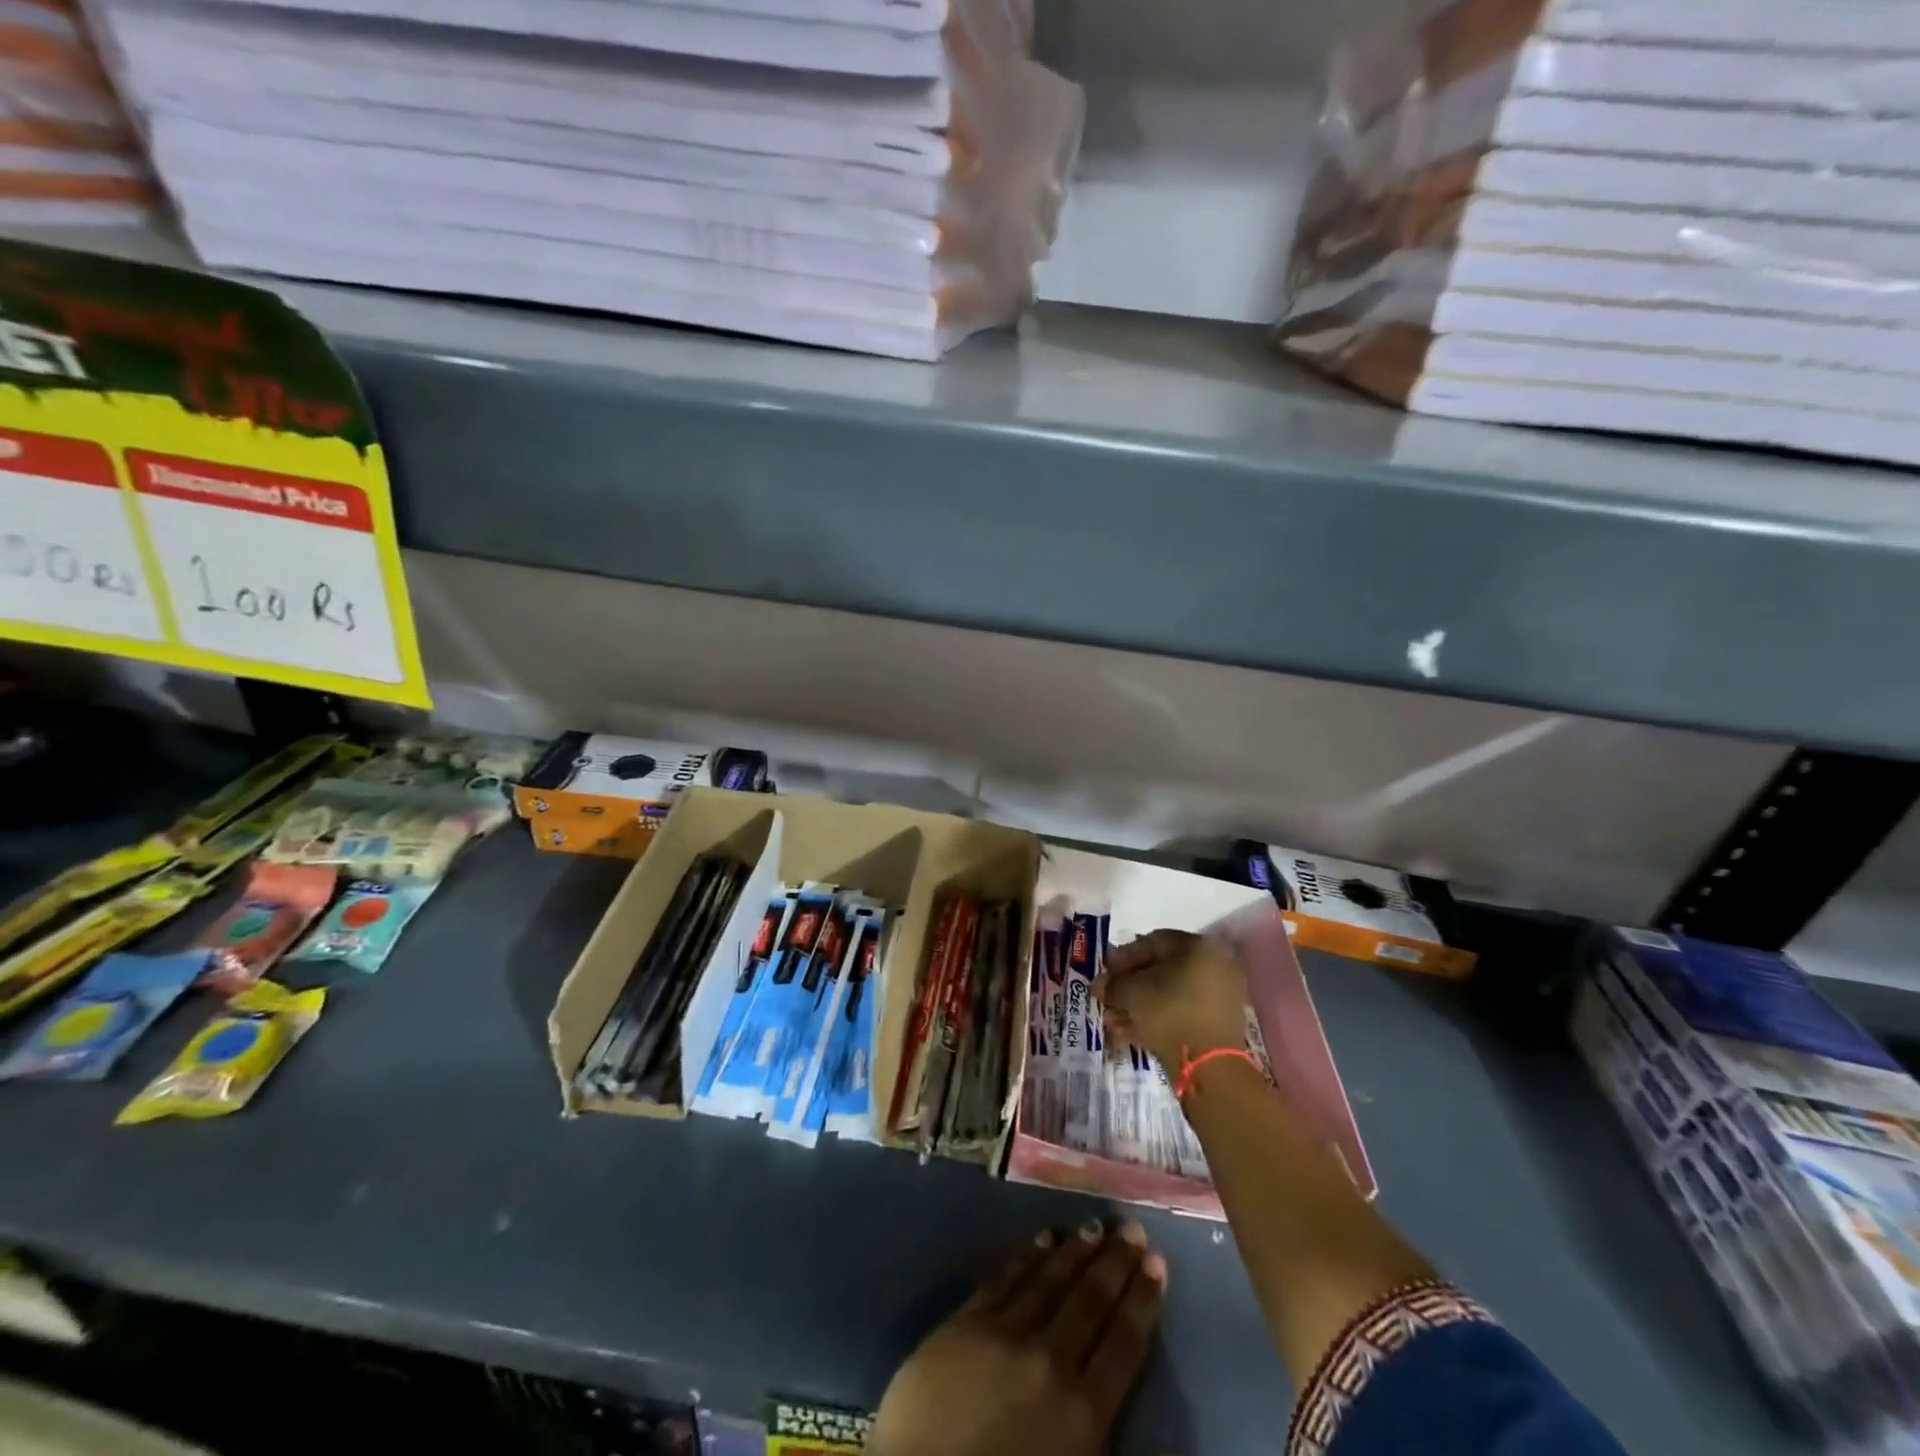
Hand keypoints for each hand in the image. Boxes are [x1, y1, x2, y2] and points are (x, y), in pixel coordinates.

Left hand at [868, 1220, 1166, 1455]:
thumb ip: (1095, 1426)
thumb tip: (1113, 1386)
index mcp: (1082, 1414)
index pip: (1124, 1344)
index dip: (1143, 1301)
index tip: (1157, 1263)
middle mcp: (1050, 1361)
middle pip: (1090, 1301)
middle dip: (1115, 1263)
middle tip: (1131, 1228)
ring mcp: (1004, 1334)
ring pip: (1050, 1281)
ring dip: (1075, 1252)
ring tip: (1095, 1226)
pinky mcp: (965, 1322)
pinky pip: (1005, 1279)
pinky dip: (1028, 1256)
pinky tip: (1042, 1238)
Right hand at [1096, 929, 1248, 1072]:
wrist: (1210, 1066)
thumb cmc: (1169, 1013)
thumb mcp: (1131, 992)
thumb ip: (1113, 984)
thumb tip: (1100, 985)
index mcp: (1199, 946)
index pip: (1153, 941)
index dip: (1123, 956)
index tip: (1105, 972)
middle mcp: (1215, 965)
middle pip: (1162, 969)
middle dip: (1129, 984)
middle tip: (1107, 996)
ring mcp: (1219, 996)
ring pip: (1170, 994)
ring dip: (1139, 1004)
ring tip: (1113, 1019)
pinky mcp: (1218, 1025)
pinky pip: (1181, 1012)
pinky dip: (1156, 1018)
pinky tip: (1129, 1031)